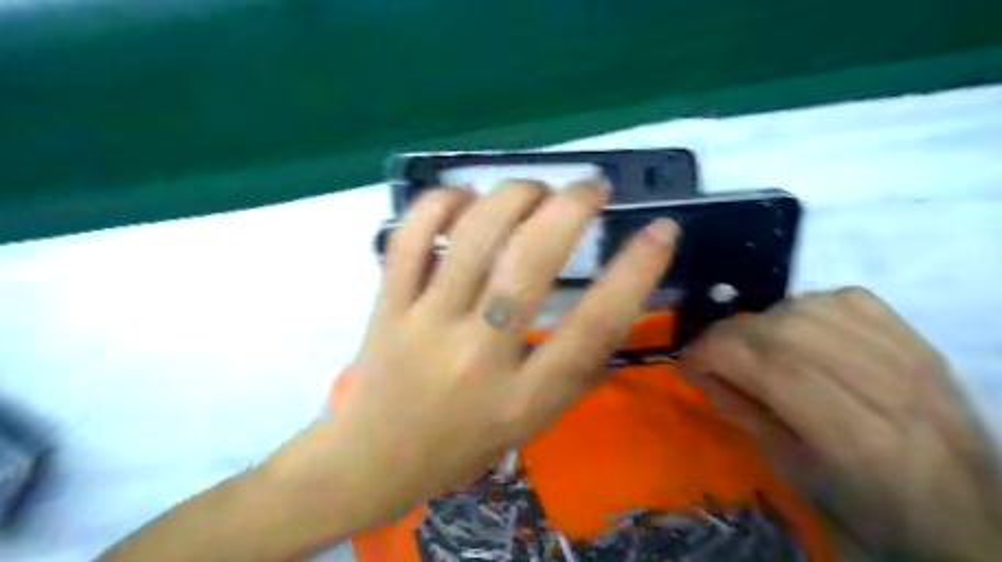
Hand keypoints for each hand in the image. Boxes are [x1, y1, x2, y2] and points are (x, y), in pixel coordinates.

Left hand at [262, 179, 676, 535]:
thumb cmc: (461, 447)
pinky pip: (411, 238)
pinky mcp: (387, 305)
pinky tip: (464, 197)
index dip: (636, 273)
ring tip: (534, 189)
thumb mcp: (531, 423)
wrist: (372, 461)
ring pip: (473, 237)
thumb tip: (611, 302)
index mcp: (523, 397)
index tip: (661, 231)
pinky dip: (440, 203)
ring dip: (513, 195)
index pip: (593, 328)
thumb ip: (573, 370)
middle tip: (590, 188)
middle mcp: (478, 356)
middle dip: (570, 208)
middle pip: (529, 263)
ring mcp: (426, 324)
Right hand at [681, 289, 1001, 560]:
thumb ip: (743, 417)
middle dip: (727, 336)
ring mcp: (906, 353)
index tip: (687, 364)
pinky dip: (803, 307)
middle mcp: (883, 383)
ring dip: (760, 323)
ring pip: (806, 307)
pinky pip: (842, 298)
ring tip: (750, 348)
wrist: (969, 517)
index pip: (765, 365)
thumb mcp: (796, 477)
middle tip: (710, 356)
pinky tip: (796, 330)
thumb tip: (697, 375)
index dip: (712, 354)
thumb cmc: (871, 511)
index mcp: (853, 434)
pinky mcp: (916, 338)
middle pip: (782, 330)